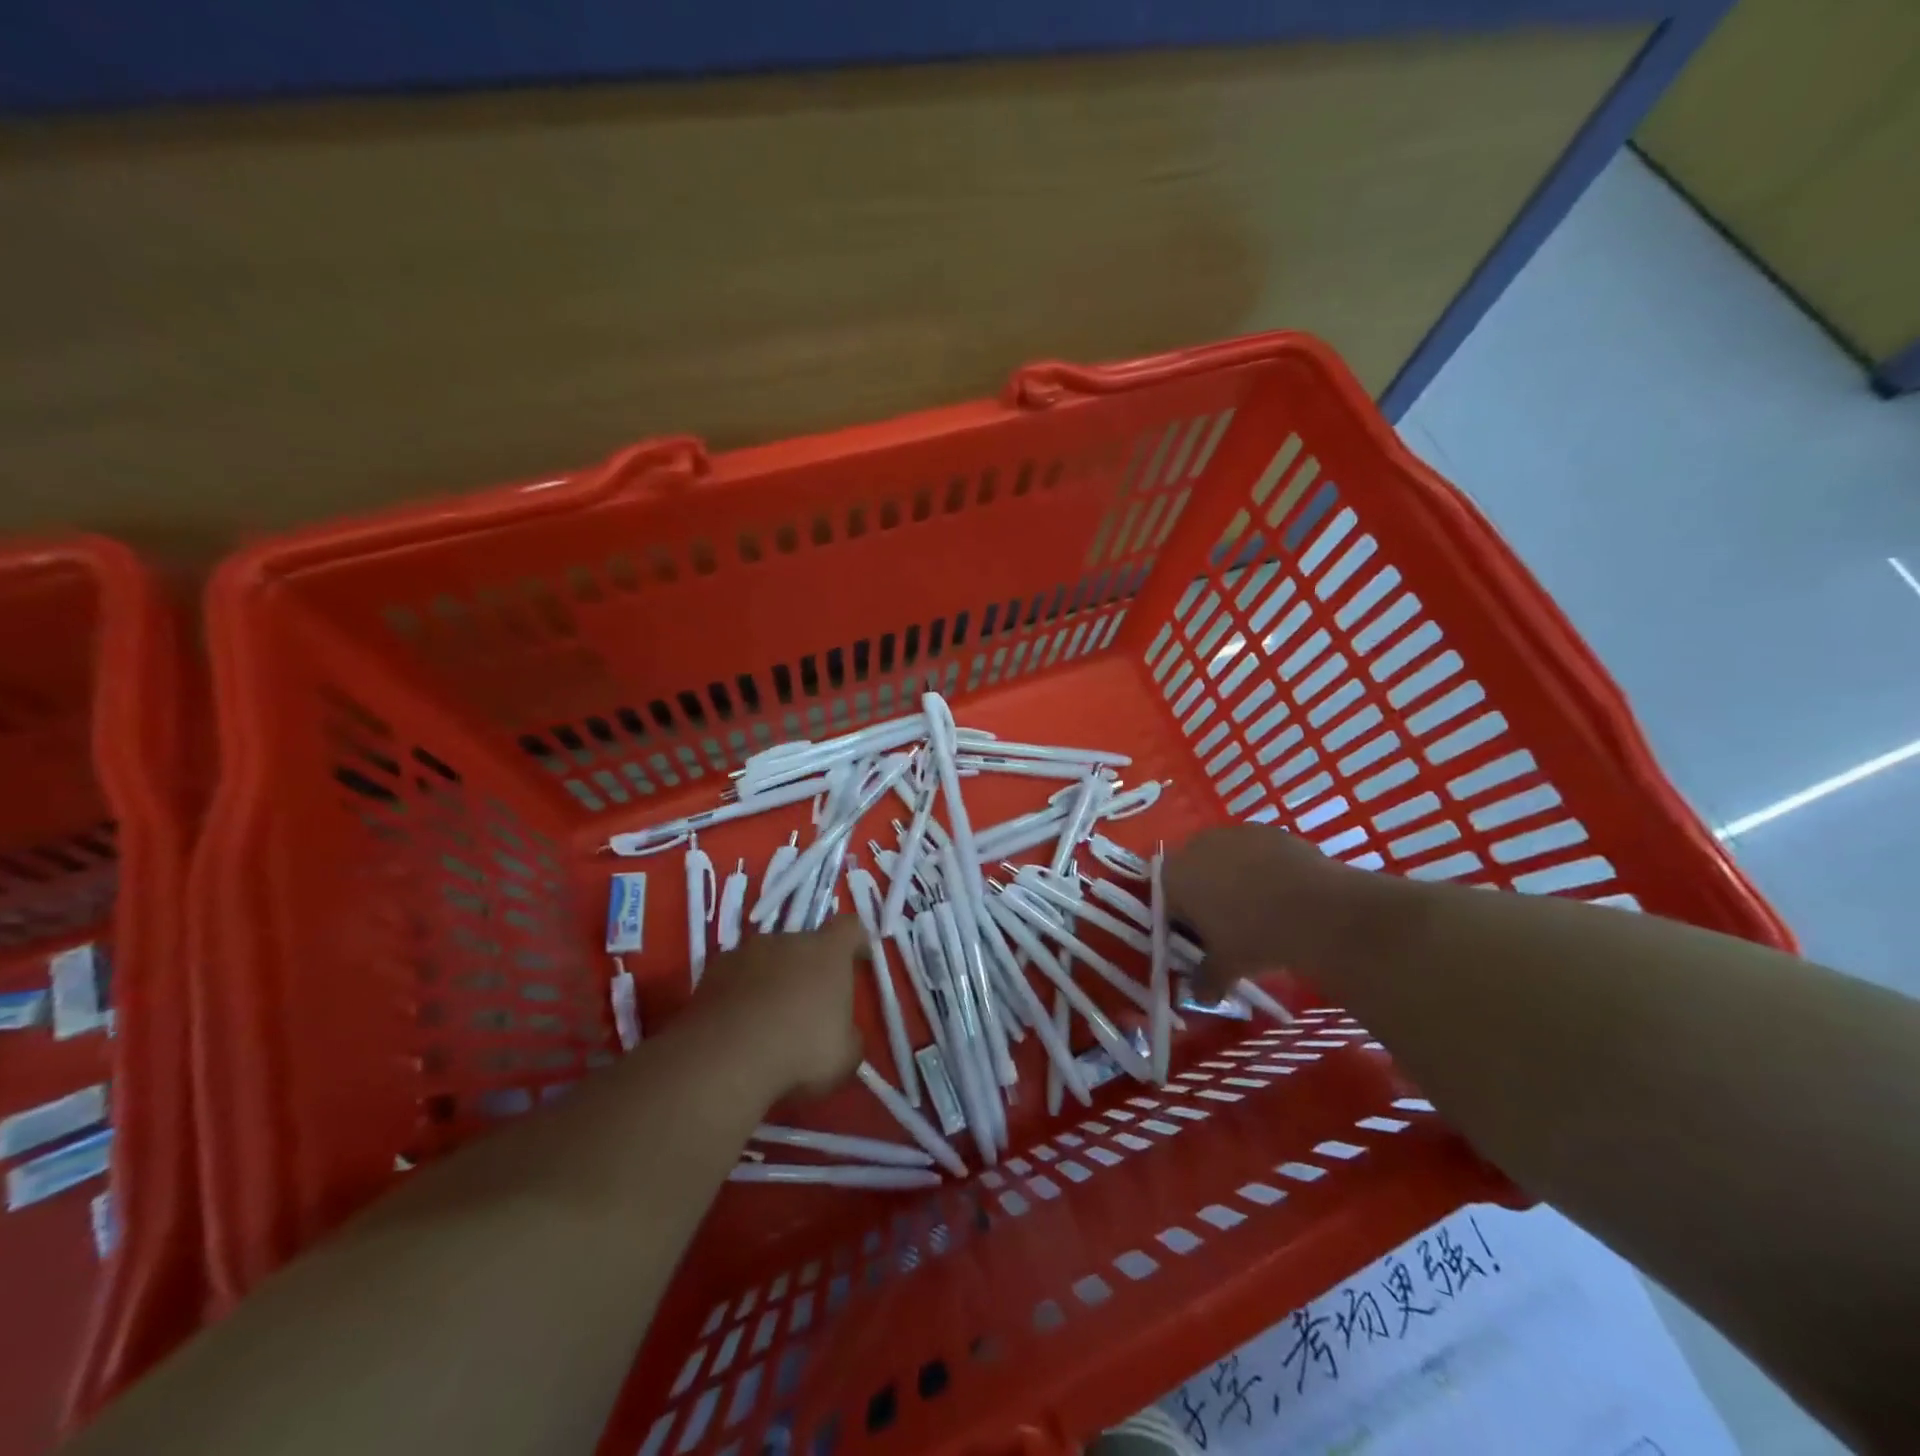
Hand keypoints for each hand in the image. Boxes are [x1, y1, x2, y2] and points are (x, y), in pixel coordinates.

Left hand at [690, 917, 867, 1097]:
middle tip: (808, 1006)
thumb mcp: (845, 1055)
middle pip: (804, 945)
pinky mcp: (710, 975)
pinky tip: (738, 1029)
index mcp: (828, 951)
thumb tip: (844, 1035)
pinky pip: (734, 980)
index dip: (856, 942)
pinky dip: (739, 996)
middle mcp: (786, 941)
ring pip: (766, 961)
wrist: (726, 1059)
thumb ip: (849, 1036)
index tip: (858, 960)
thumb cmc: (801, 1050)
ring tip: (767, 1021)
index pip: (850, 928)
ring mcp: (744, 953)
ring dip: (771, 981)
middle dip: (807, 969)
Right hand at [1167, 826, 1353, 996]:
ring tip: (1260, 909)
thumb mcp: (1226, 967)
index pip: (1166, 899)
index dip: (1181, 921)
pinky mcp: (1268, 829)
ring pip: (1224, 859)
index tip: (1200, 941)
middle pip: (1192, 873)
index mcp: (1174, 877)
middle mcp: (1196, 846)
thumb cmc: (1255, 937)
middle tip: (1228, 926)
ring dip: (1233, 879)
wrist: (1318, 909)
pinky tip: (1284, 893)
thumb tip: (1200, 996)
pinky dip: (1263, 868)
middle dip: (1205, 896)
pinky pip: (1256, 851)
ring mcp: (1233, 833)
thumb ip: (1205, 980)